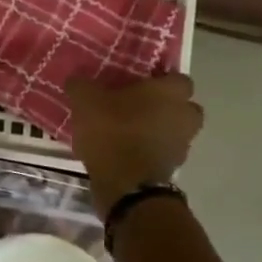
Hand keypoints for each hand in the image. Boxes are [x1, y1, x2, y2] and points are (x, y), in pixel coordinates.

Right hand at [66, 73, 203, 208]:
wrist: (126, 182)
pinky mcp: (174, 167)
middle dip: (164, 106)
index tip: (137, 85)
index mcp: (169, 92)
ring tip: (129, 132)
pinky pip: (163, 151)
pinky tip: (126, 152)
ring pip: (175, 129)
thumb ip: (82, 85)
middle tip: (136, 107)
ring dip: (158, 129)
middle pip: (182, 105)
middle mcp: (185, 114)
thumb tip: (77, 79)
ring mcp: (183, 143)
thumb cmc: (111, 131)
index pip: (176, 78)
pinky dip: (150, 150)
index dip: (158, 80)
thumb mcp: (85, 101)